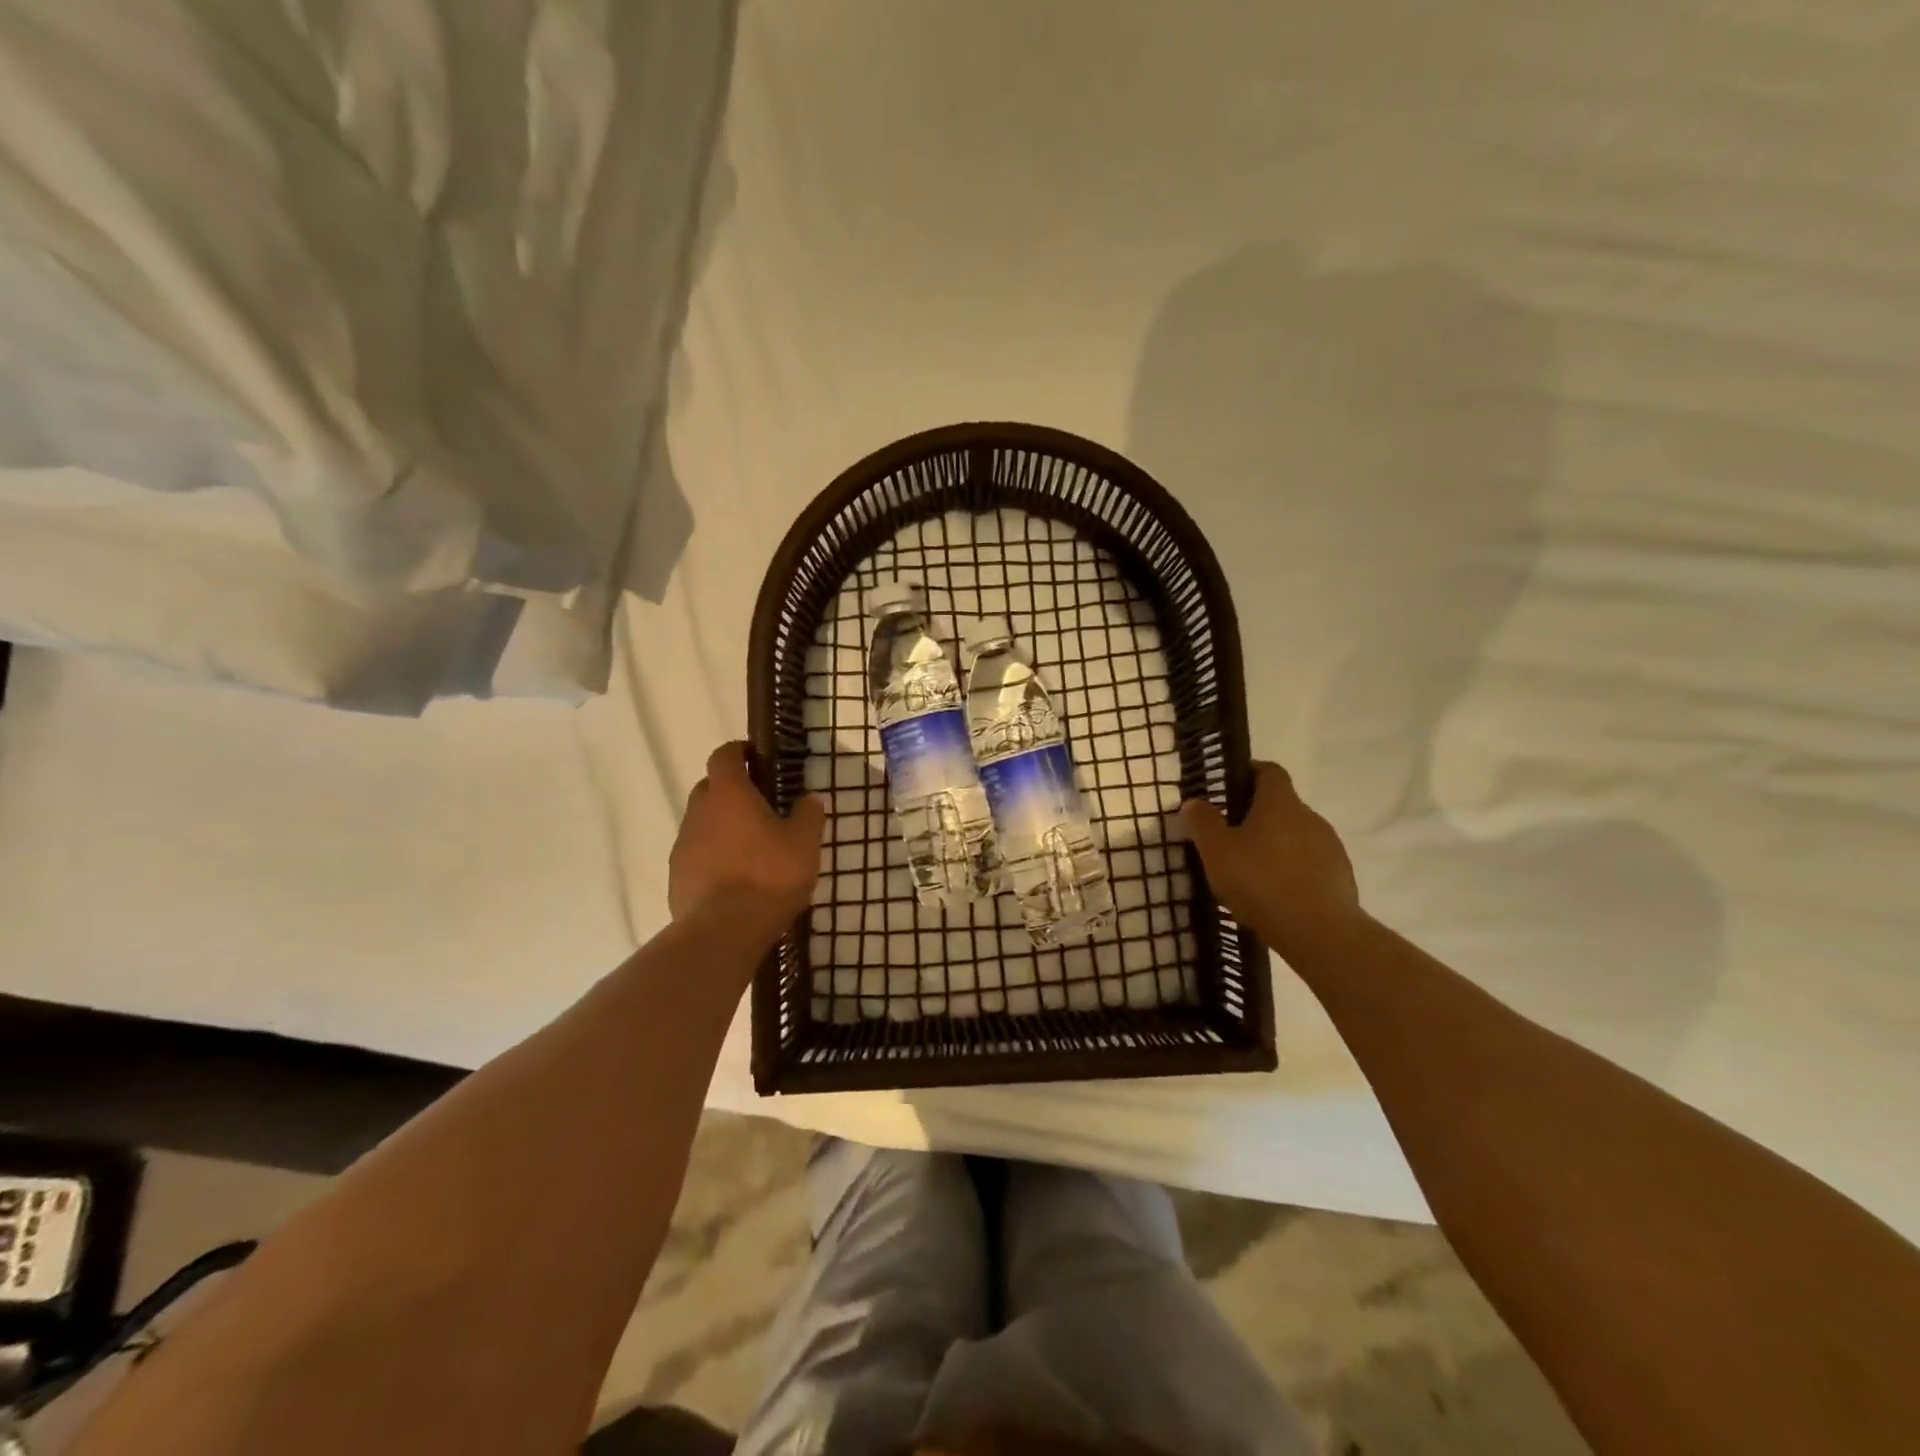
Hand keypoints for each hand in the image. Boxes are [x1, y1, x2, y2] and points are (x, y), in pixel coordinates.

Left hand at [670, 742, 824, 941]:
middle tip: (758, 805)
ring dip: (720, 826)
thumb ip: (808, 815)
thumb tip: (810, 799)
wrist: (723, 931)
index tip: (756, 757)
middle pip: (709, 787)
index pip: (724, 755)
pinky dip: (711, 856)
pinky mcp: (676, 877)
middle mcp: (699, 812)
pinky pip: (695, 855)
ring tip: (748, 846)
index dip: (738, 751)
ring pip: (701, 823)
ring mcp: (682, 845)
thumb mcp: (805, 843)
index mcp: (728, 794)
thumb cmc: (769, 876)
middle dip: (730, 790)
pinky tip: (733, 877)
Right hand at [1181, 761, 1362, 956]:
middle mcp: (1310, 817)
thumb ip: (1203, 823)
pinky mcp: (1340, 877)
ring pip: (1296, 836)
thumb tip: (1194, 802)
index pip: (1269, 771)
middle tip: (1229, 837)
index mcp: (1280, 802)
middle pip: (1282, 805)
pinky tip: (1275, 895)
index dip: (1249, 773)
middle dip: (1256, 816)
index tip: (1228, 788)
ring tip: (1251, 872)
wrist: (1320, 932)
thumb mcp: (1217, 852)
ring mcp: (1330, 847)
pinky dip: (1292, 871)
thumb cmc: (1261, 881)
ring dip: (1275, 846)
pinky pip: (1310, 864)